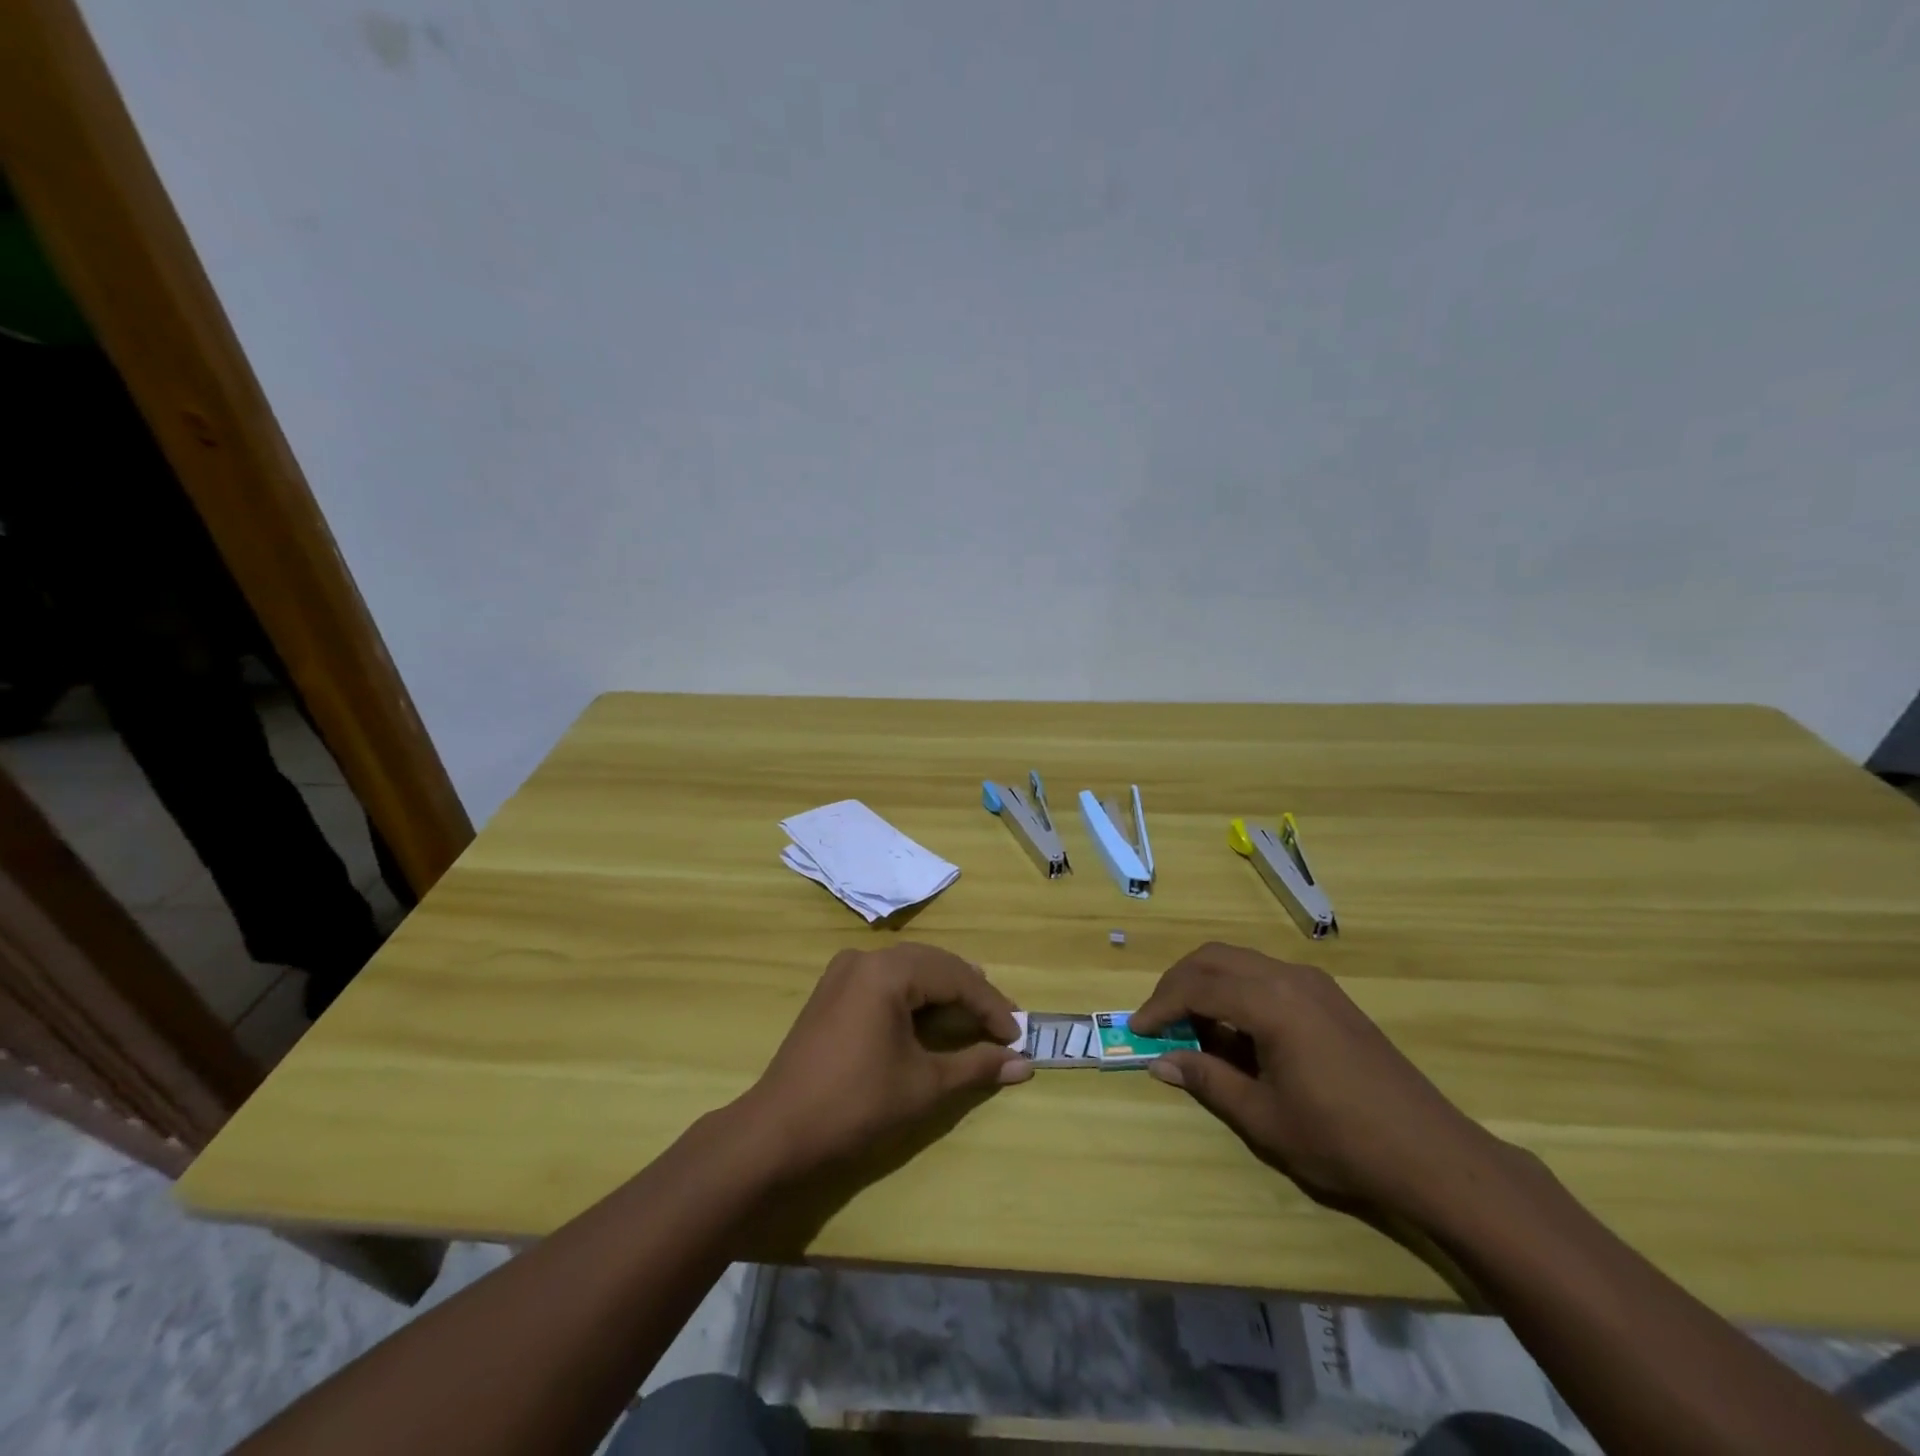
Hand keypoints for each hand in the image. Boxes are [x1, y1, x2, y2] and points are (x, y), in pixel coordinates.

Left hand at [737, 944, 1031, 1176]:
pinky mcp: (832, 990)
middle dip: (970, 992)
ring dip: (944, 990)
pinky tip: (930, 1013)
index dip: (990, 1006)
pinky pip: (885, 979)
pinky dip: (914, 995)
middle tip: (1001, 1022)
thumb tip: (1024, 1063)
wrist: (777, 1133)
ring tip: (975, 1013)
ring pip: (909, 969)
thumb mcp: (924, 1085)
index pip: (955, 977)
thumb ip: (976, 1065)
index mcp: (887, 971)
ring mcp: (844, 972)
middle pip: (932, 964)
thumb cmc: (856, 1105)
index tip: (1017, 1035)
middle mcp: (865, 958)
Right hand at [1132, 943, 1511, 1225]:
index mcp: (1271, 1002)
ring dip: (1207, 984)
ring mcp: (1314, 983)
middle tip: (1157, 1020)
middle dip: (1178, 983)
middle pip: (1214, 958)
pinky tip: (1236, 1031)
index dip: (1160, 1006)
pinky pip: (1266, 975)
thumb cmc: (1342, 1140)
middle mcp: (1289, 977)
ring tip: (1191, 1027)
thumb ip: (1208, 1081)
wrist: (1434, 1155)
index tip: (1136, 1030)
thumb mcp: (1264, 1118)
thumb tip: (1160, 1062)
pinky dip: (1237, 990)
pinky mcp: (1329, 997)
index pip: (1197, 986)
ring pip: (1240, 961)